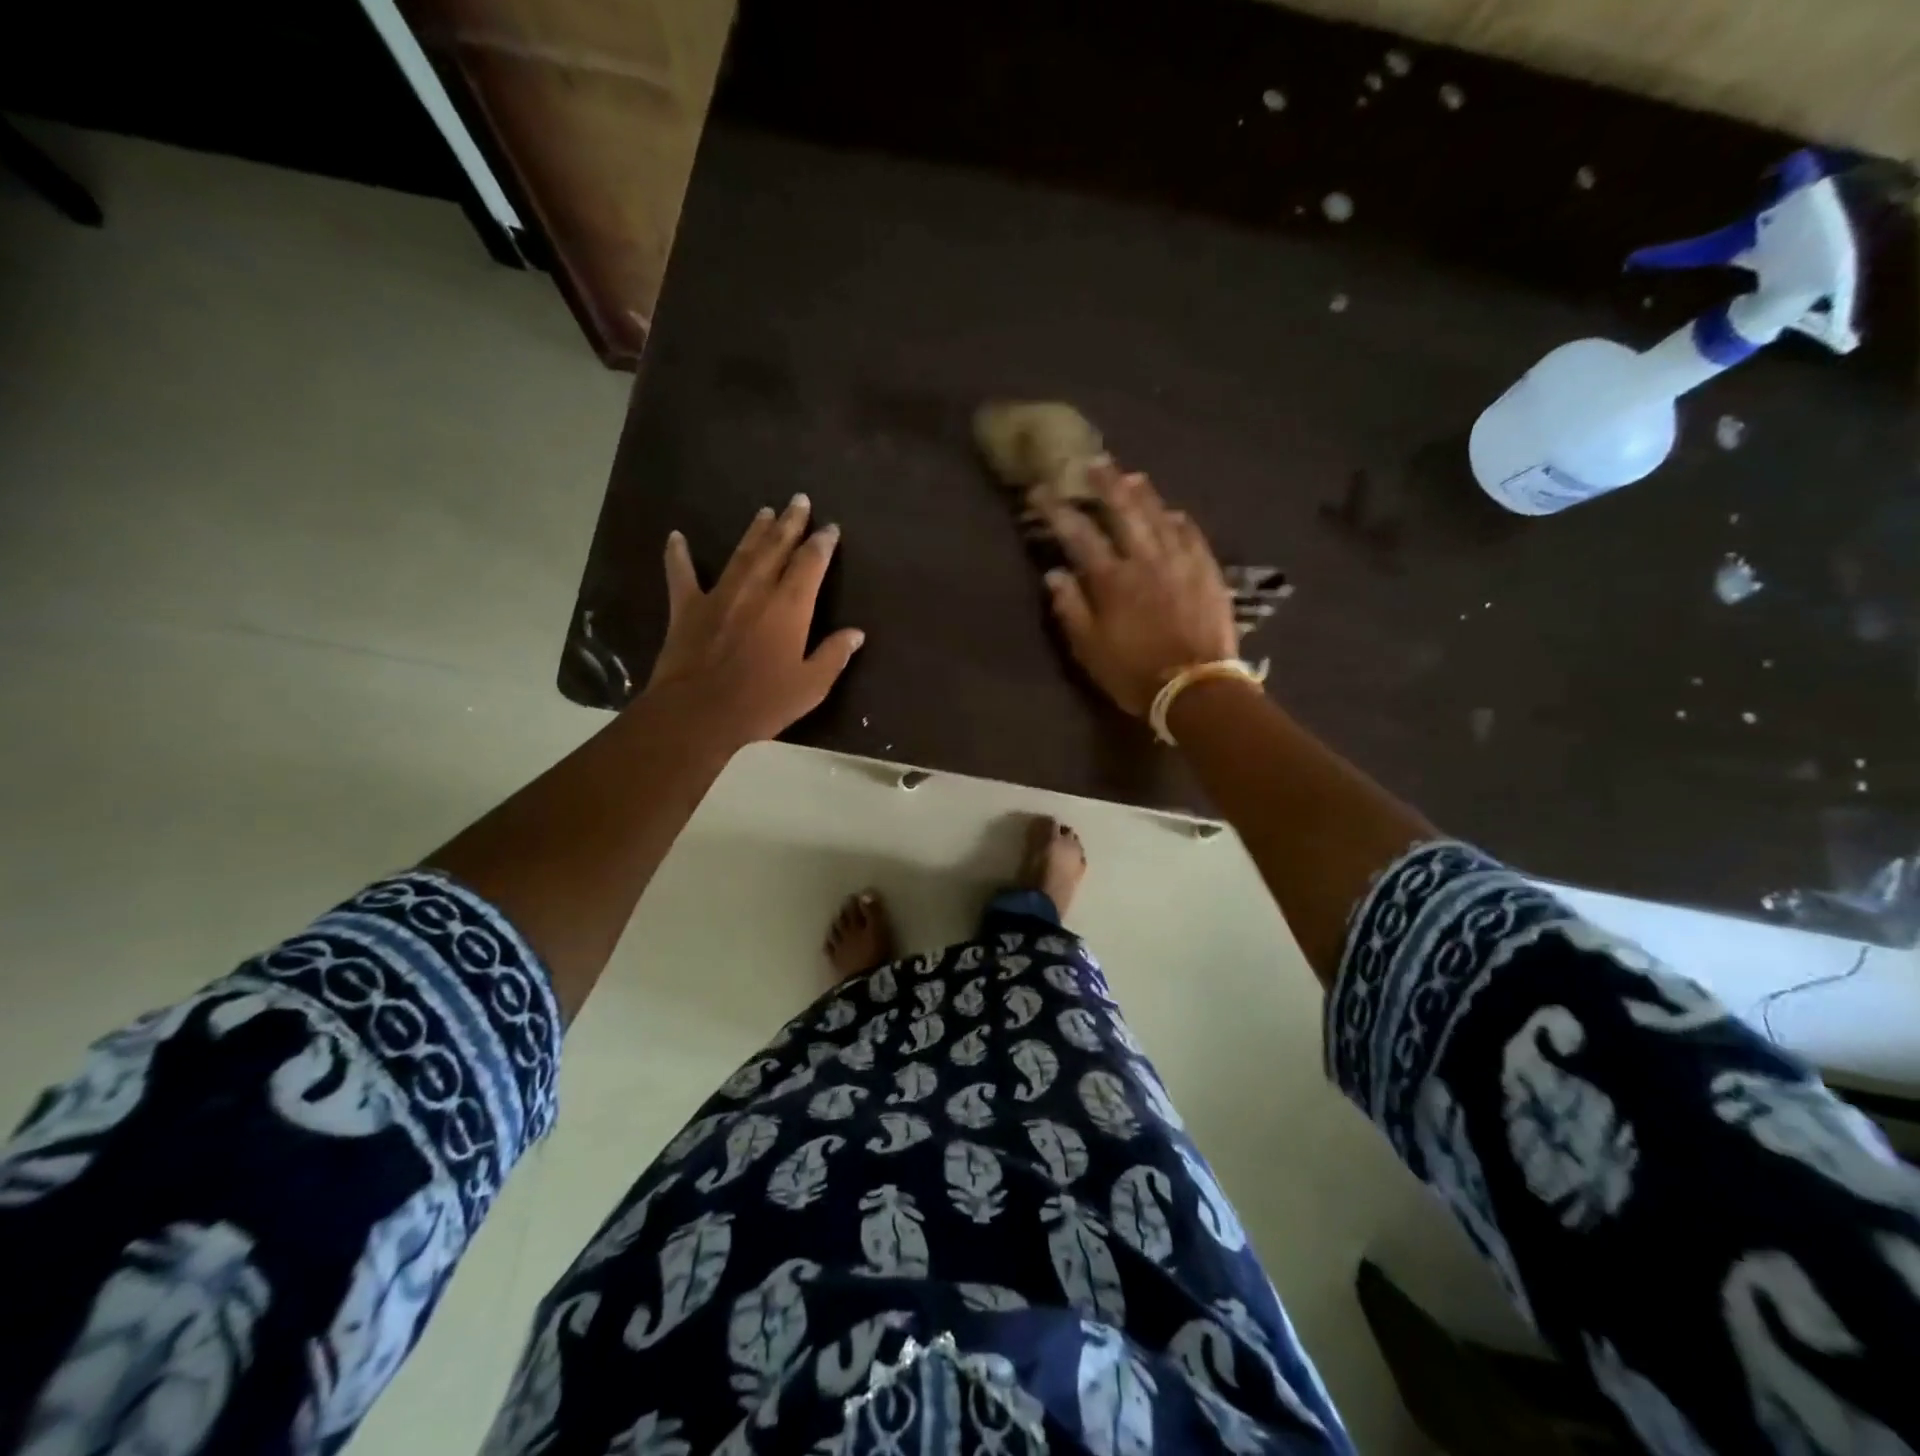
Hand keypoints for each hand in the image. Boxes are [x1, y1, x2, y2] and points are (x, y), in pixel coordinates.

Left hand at [643, 494, 865, 745]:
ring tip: (765, 511)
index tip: (830, 528)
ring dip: (754, 531)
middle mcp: (757, 589)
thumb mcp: (811, 685)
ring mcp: (720, 594)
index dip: (822, 543)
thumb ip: (834, 655)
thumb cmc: (762, 701)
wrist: (698, 712)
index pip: (811, 563)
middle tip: (799, 499)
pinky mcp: (687, 607)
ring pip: (741, 553)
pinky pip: (681, 574)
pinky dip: (678, 555)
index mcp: (790, 606)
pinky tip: (676, 537)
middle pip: (777, 547)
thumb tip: (856, 633)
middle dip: (790, 522)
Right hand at [1042, 464, 1240, 717]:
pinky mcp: (1207, 572)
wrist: (1196, 688)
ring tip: (1131, 476)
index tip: (1042, 491)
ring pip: (1160, 516)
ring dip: (1143, 494)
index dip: (1058, 509)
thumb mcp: (1089, 649)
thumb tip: (1054, 574)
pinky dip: (1179, 521)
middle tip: (1094, 463)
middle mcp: (1145, 559)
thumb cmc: (1133, 673)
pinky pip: (1193, 535)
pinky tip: (1173, 513)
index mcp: (1111, 579)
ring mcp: (1181, 562)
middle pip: (1124, 510)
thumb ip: (1070, 608)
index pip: (1078, 533)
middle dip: (1105, 484)